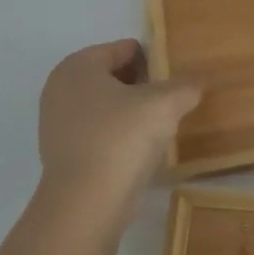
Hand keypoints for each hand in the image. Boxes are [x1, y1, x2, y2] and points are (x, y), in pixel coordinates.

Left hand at [35, 39, 200, 234]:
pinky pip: (98, 132)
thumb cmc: (122, 138)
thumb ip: (185, 86)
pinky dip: (119, 135)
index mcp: (78, 66)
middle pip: (112, 76)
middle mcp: (60, 88)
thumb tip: (197, 82)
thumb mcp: (165, 104)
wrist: (86, 205)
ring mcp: (56, 123)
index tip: (175, 76)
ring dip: (131, 111)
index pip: (123, 49)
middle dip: (142, 85)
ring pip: (105, 106)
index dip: (153, 60)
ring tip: (161, 124)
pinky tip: (141, 149)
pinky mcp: (62, 154)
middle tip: (171, 99)